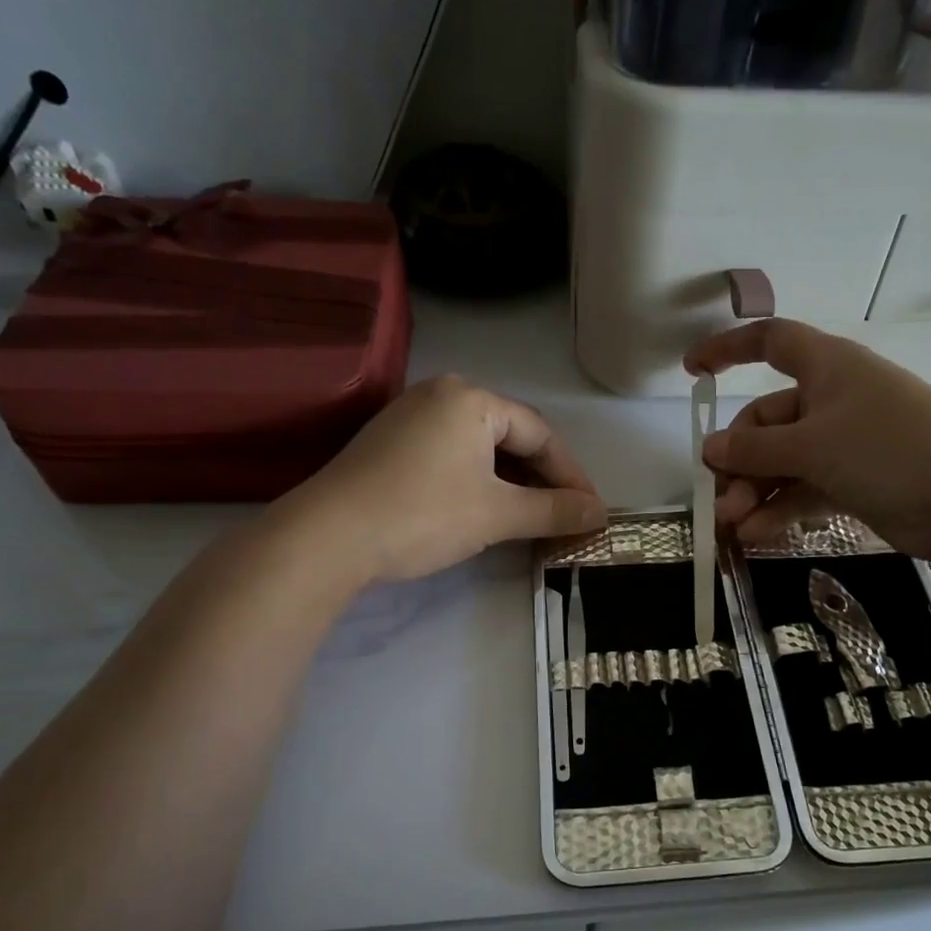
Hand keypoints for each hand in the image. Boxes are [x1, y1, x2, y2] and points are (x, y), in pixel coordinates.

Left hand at [281, 375, 606, 583]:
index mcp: (471, 398)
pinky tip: (482, 508)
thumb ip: (554, 511)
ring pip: (478, 447)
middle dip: (540, 479)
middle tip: (562, 516)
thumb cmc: (423, 514)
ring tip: (528, 518)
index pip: (540, 433)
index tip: (589, 510)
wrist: (328, 536)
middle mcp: (440, 394)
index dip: (570, 475)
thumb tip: (601, 514)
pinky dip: (475, 480)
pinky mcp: (388, 442)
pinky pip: (449, 454)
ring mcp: (409, 416)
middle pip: (509, 436)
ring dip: (509, 482)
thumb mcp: (498, 514)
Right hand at [685, 319, 930, 558]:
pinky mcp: (852, 480)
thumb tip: (709, 449)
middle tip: (720, 500)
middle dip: (739, 460)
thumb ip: (755, 450)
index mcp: (826, 366)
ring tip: (732, 527)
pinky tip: (755, 535)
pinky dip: (779, 509)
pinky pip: (802, 489)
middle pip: (767, 421)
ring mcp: (843, 442)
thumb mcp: (812, 445)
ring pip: (781, 462)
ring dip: (753, 492)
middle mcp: (831, 399)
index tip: (691, 372)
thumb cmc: (886, 447)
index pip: (769, 342)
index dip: (728, 350)